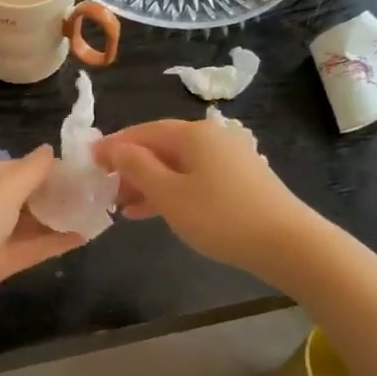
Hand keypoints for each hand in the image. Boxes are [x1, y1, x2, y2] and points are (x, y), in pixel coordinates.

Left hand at [0, 147, 83, 331]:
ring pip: (25, 224)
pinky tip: (82, 238)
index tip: (76, 169)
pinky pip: (27, 249)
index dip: (42, 168)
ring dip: (55, 219)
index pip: (11, 168)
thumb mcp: (1, 190)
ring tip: (92, 213)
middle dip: (52, 194)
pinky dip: (51, 243)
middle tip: (90, 192)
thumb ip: (30, 171)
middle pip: (19, 196)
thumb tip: (49, 149)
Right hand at [96, 117, 316, 280]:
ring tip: (123, 206)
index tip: (89, 160)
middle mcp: (212, 137)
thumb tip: (116, 148)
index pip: (144, 132)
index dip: (114, 145)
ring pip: (178, 165)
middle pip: (162, 147)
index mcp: (193, 133)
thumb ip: (138, 168)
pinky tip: (154, 211)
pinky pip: (195, 178)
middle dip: (131, 167)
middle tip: (105, 188)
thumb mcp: (169, 194)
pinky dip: (172, 191)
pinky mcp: (240, 179)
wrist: (287, 243)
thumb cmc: (220, 217)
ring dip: (149, 183)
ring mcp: (229, 158)